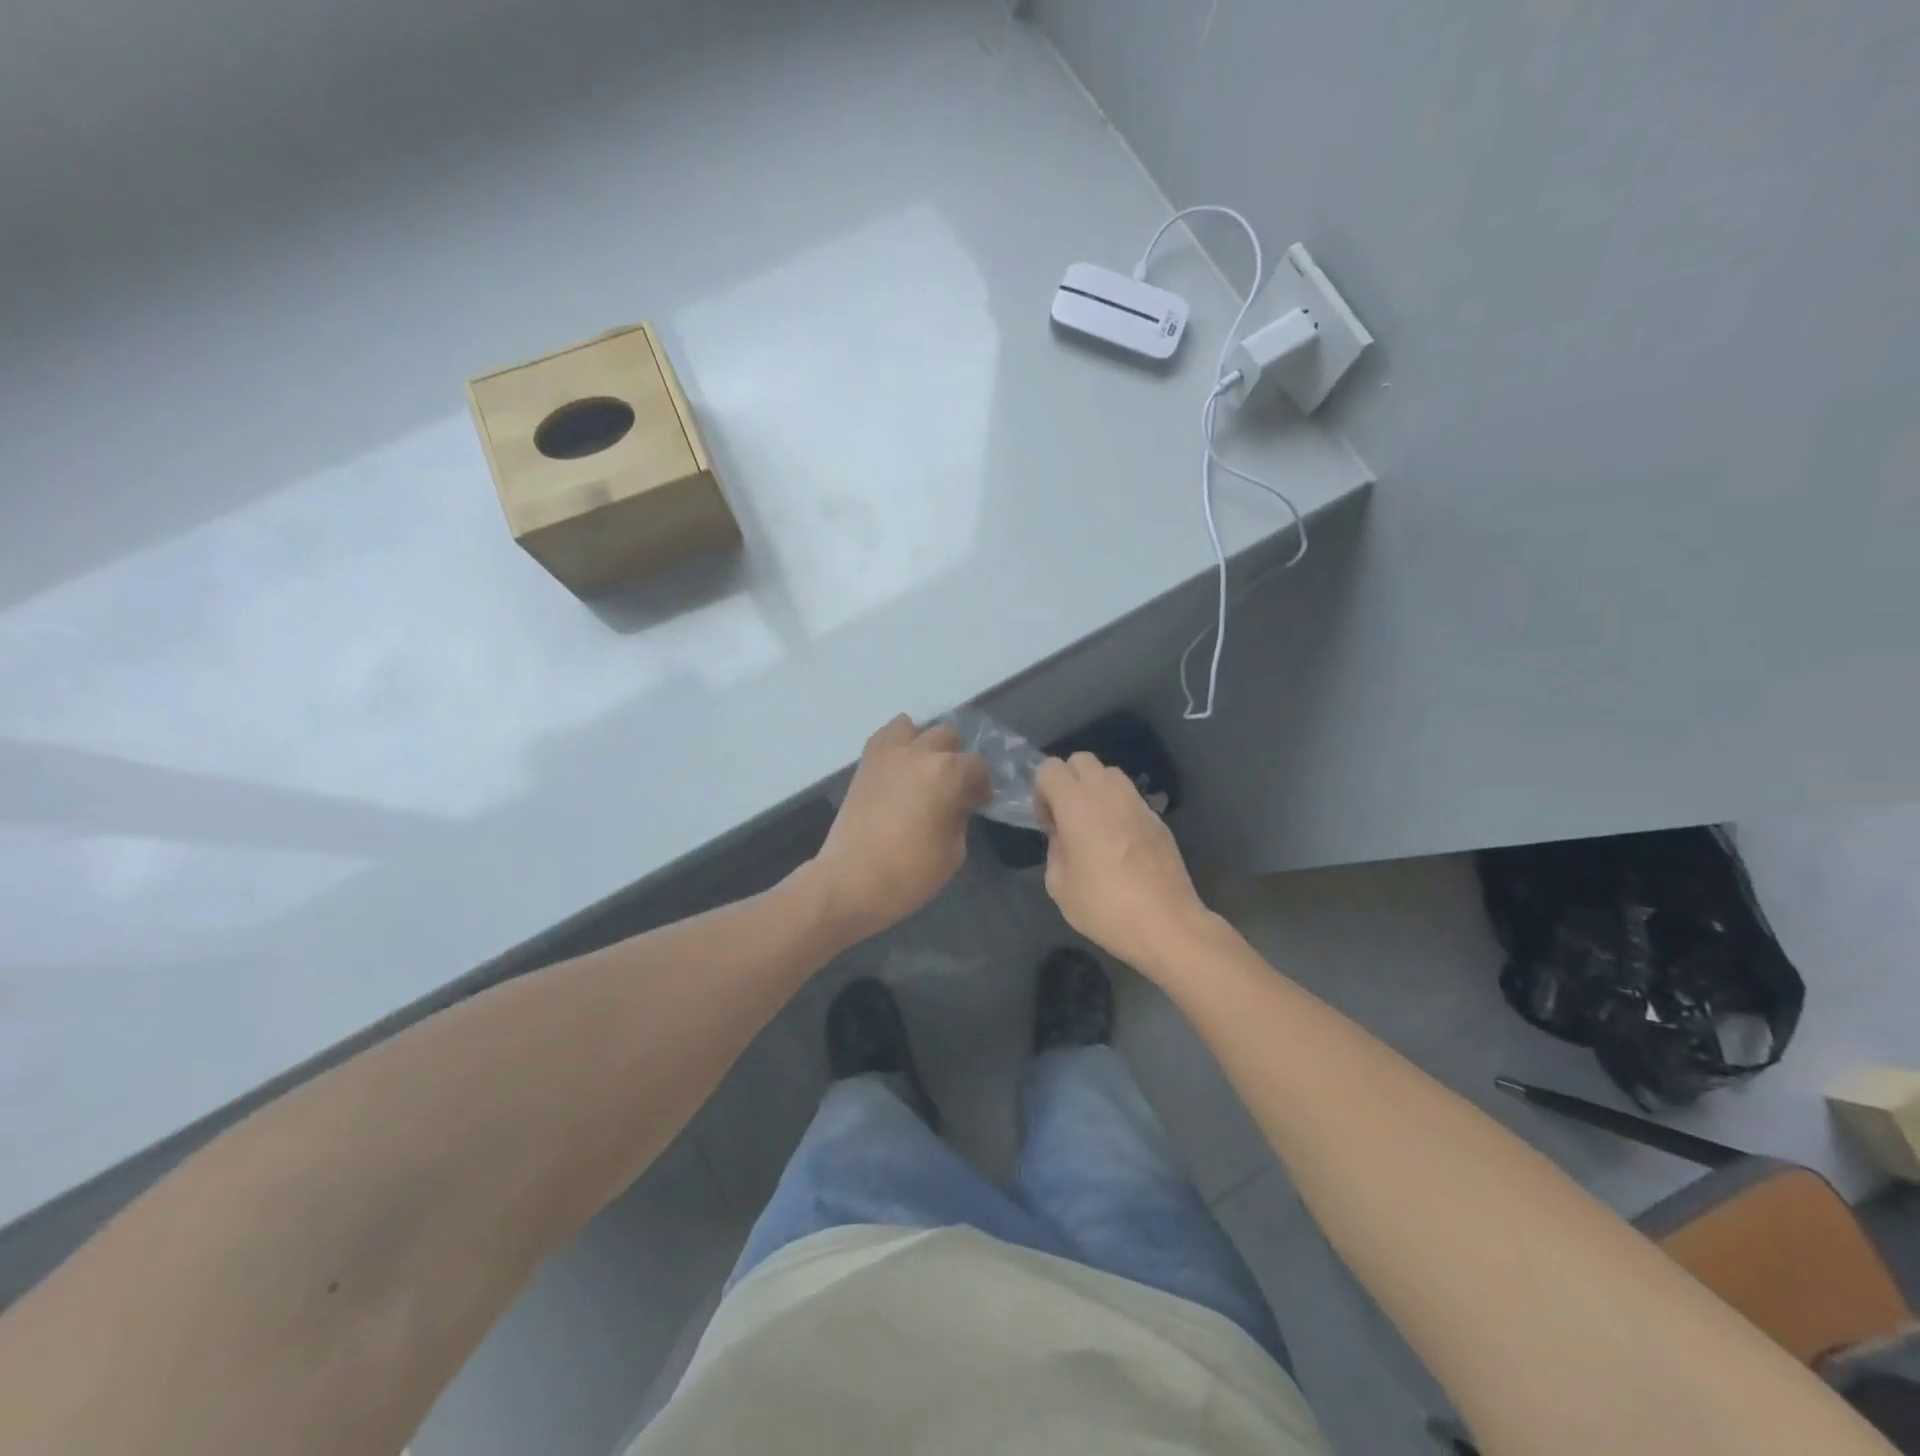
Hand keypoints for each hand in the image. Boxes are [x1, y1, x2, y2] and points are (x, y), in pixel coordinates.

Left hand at [811, 715, 989, 941]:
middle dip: (956, 758)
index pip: (977, 765)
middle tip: (953, 786)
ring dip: (926, 744)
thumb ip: (960, 817)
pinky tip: (901, 768)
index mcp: (948, 773)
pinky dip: (898, 743)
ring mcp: (888, 753)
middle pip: (948, 737)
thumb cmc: (910, 872)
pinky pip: (886, 736)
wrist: (851, 881)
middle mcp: (920, 752)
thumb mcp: (954, 851)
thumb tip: (956, 803)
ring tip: (924, 771)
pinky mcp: (865, 762)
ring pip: (915, 727)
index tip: (978, 803)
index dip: (981, 784)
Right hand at [1034, 752, 1210, 978]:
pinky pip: (1130, 798)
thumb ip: (1054, 849)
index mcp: (1077, 803)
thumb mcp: (1059, 885)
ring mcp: (1137, 803)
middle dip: (1068, 781)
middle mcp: (1108, 792)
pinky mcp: (1157, 818)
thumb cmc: (1104, 906)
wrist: (1166, 924)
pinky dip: (1118, 808)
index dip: (1041, 792)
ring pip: (1109, 774)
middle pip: (1081, 760)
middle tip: (1067, 818)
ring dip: (1094, 790)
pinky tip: (1119, 844)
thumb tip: (1063, 836)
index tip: (1048, 824)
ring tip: (1093, 827)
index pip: (1049, 768)